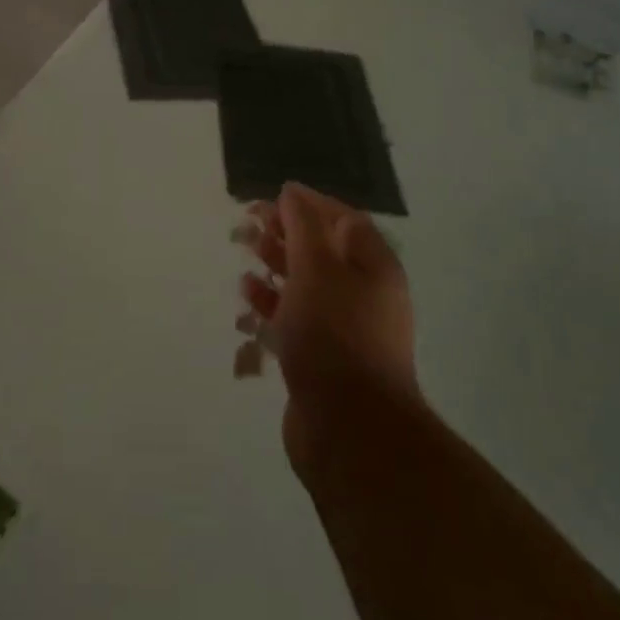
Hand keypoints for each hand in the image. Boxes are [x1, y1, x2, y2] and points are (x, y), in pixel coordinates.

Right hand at [238, 184, 419, 467]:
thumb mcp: (317, 267)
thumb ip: (303, 225)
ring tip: (245, 255)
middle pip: (323, 250)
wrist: (349, 427)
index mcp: (374, 267)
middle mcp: (364, 294)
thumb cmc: (334, 333)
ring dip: (276, 266)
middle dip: (287, 233)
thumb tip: (292, 192)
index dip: (309, 204)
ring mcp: (344, 329)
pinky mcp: (322, 357)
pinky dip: (272, 304)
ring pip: (306, 285)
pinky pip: (295, 319)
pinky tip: (247, 298)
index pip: (344, 219)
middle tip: (249, 225)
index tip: (273, 198)